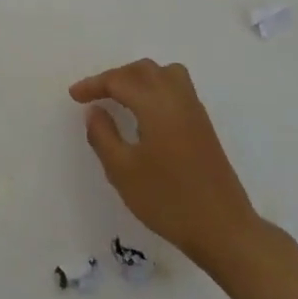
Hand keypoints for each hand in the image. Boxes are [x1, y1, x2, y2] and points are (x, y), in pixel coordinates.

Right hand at [69, 59, 260, 265]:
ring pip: (164, 73)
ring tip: (121, 96)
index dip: (94, 84)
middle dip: (116, 76)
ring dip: (139, 77)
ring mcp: (194, 109)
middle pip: (143, 70)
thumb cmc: (168, 199)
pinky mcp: (203, 124)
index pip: (119, 80)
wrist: (223, 228)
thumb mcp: (123, 171)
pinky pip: (176, 87)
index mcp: (155, 103)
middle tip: (95, 95)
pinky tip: (147, 112)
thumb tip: (95, 110)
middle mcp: (177, 97)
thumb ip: (103, 135)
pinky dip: (156, 87)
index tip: (74, 96)